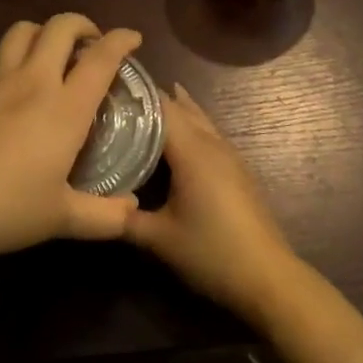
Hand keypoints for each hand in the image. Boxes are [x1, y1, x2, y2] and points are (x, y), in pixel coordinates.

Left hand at [0, 13, 143, 261]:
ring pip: (21, 31)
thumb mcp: (61, 219)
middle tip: (91, 44)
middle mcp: (32, 82)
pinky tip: (3, 89)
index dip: (122, 40)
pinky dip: (3, 67)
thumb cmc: (3, 208)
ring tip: (50, 54)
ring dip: (42, 33)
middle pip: (60, 27)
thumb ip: (104, 217)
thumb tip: (133, 210)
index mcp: (64, 107)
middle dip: (82, 24)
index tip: (133, 38)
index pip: (100, 58)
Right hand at [122, 84, 305, 325]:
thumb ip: (124, 218)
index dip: (136, 93)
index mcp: (192, 151)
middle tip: (118, 96)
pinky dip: (190, 126)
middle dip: (152, 100)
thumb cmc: (210, 251)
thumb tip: (95, 206)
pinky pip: (209, 134)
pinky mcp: (238, 170)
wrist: (267, 275)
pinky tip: (177, 139)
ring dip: (174, 110)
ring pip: (199, 119)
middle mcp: (212, 144)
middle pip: (182, 108)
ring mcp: (230, 155)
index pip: (161, 107)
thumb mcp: (158, 239)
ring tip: (144, 105)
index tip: (107, 87)